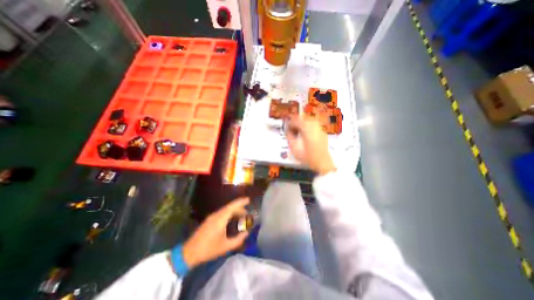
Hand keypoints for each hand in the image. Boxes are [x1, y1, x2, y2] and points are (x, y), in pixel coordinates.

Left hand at [182, 198, 248, 268]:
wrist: (189, 253)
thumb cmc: (208, 249)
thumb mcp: (225, 246)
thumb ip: (238, 240)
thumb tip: (246, 233)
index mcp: (220, 219)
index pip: (232, 206)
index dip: (241, 202)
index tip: (248, 199)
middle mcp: (216, 215)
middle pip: (229, 207)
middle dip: (239, 207)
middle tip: (247, 211)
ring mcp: (211, 217)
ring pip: (225, 210)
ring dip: (234, 211)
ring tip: (241, 215)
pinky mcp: (209, 220)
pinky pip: (222, 213)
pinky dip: (229, 213)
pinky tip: (231, 219)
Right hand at [285, 115, 334, 175]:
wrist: (323, 162)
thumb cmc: (307, 156)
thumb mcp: (294, 148)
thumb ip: (289, 137)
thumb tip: (287, 130)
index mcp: (307, 128)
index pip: (296, 120)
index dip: (289, 123)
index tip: (286, 128)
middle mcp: (314, 125)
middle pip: (302, 118)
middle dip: (296, 123)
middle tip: (292, 130)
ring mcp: (320, 127)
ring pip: (308, 120)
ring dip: (302, 124)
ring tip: (298, 132)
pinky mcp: (323, 131)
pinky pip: (313, 124)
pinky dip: (308, 126)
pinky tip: (306, 134)